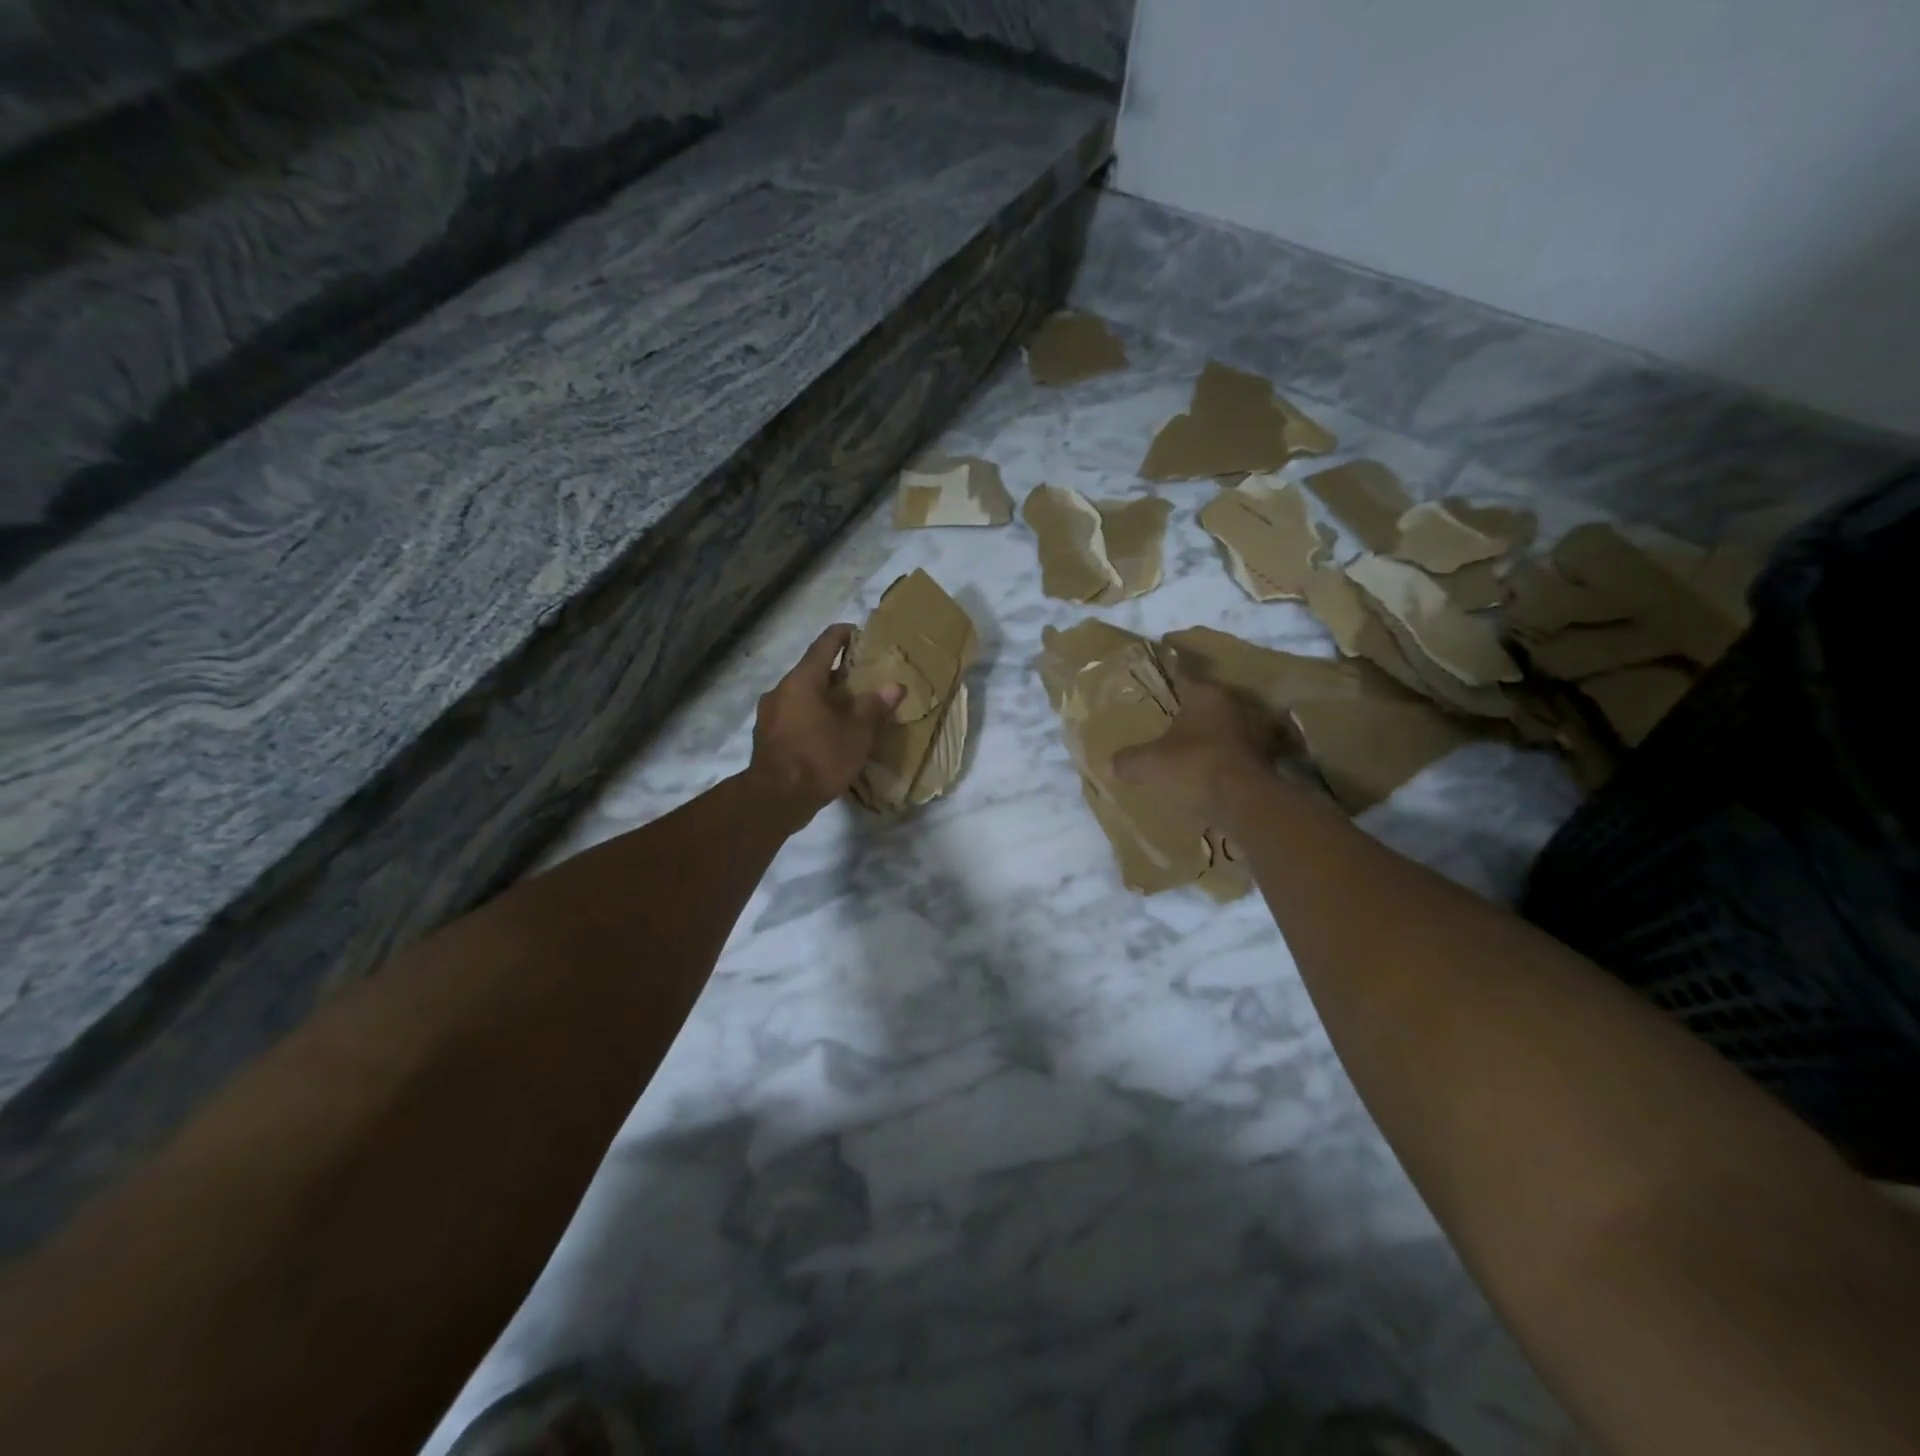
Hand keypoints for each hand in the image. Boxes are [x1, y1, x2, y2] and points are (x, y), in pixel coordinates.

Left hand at [748, 625, 901, 823]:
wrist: (775, 799)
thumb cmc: (819, 757)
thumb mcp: (857, 733)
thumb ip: (874, 707)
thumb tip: (894, 686)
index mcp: (802, 680)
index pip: (824, 645)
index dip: (841, 635)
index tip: (857, 632)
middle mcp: (780, 691)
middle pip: (810, 672)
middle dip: (835, 672)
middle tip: (860, 677)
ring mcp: (768, 715)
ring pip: (800, 696)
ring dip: (821, 697)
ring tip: (846, 708)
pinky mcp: (766, 739)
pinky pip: (792, 717)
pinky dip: (810, 717)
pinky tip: (826, 733)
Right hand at [1110, 668, 1285, 821]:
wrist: (1243, 803)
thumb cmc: (1194, 766)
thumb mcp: (1149, 764)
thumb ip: (1128, 760)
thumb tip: (1109, 765)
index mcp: (1206, 696)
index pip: (1182, 682)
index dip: (1164, 689)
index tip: (1149, 697)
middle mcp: (1232, 708)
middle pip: (1200, 710)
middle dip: (1182, 719)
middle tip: (1158, 728)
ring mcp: (1249, 735)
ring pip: (1216, 734)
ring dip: (1200, 743)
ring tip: (1176, 756)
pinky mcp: (1257, 763)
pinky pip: (1226, 758)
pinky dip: (1213, 764)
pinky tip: (1196, 777)